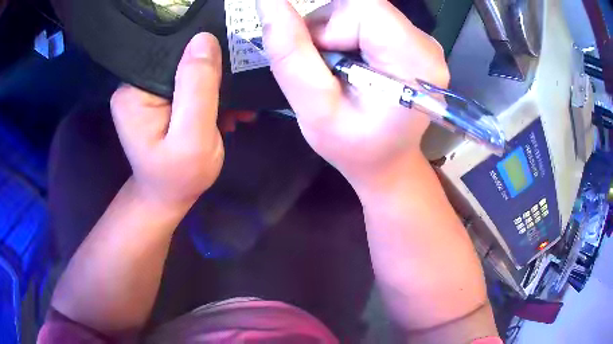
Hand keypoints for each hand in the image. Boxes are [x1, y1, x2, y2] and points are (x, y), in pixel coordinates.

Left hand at [110, 33, 223, 205]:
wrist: (167, 197)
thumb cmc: (179, 177)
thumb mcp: (193, 137)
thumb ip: (198, 89)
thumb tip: (204, 39)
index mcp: (134, 92)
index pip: (172, 54)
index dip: (203, 58)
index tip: (231, 72)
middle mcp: (134, 85)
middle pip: (180, 61)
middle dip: (212, 76)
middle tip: (237, 98)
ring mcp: (145, 91)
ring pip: (186, 72)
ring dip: (214, 88)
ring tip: (235, 109)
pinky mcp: (156, 99)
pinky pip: (186, 85)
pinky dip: (207, 96)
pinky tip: (223, 111)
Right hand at [256, 0, 448, 190]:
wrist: (387, 162)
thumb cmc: (353, 147)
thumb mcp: (314, 109)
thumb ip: (290, 53)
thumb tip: (269, 3)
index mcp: (414, 61)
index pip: (361, 8)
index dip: (327, 26)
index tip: (318, 59)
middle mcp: (426, 45)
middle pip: (361, 6)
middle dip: (328, 31)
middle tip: (323, 69)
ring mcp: (422, 42)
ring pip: (362, 10)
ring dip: (335, 33)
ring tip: (335, 71)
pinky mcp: (413, 41)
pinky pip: (369, 19)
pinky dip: (347, 34)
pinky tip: (349, 64)